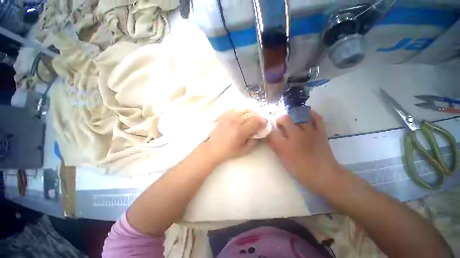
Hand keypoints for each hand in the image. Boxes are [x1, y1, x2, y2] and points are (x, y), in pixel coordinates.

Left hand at [205, 109, 266, 162]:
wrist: (213, 148)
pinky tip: (243, 114)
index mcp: (240, 131)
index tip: (265, 124)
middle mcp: (235, 121)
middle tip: (261, 120)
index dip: (263, 121)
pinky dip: (241, 110)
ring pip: (244, 109)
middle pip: (251, 113)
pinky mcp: (224, 115)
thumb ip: (254, 141)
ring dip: (251, 112)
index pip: (256, 121)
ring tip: (253, 116)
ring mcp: (228, 117)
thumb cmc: (229, 151)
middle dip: (259, 116)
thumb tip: (259, 132)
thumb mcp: (245, 150)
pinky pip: (235, 108)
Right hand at [267, 110, 346, 193]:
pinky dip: (310, 113)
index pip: (272, 131)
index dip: (269, 128)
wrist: (324, 175)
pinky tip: (306, 114)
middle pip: (285, 119)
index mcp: (285, 145)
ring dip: (293, 115)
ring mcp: (310, 132)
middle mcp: (297, 136)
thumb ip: (275, 146)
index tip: (269, 129)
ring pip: (299, 116)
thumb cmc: (300, 169)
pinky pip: (316, 118)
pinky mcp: (321, 132)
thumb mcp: (283, 159)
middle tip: (279, 125)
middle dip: (280, 120)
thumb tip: (269, 135)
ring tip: (291, 119)